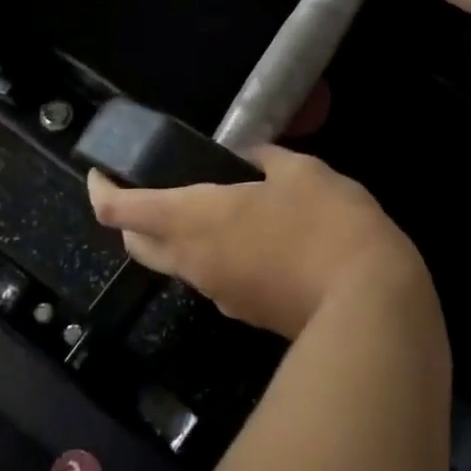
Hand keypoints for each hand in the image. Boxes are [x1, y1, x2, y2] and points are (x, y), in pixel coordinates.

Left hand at [86, 149, 428, 340]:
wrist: (370, 304)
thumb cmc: (326, 224)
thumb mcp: (300, 172)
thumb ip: (265, 159)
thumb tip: (249, 156)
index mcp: (193, 219)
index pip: (121, 211)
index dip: (101, 190)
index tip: (101, 174)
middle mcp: (193, 262)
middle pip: (138, 244)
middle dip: (132, 219)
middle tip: (152, 189)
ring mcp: (218, 294)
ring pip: (175, 265)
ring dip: (175, 238)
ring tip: (213, 208)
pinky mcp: (245, 314)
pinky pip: (212, 280)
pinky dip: (212, 257)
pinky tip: (251, 239)